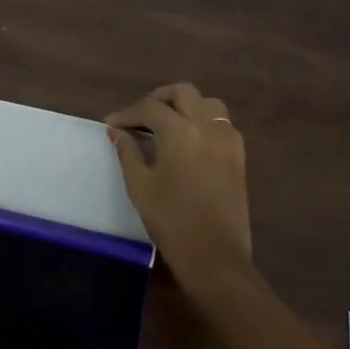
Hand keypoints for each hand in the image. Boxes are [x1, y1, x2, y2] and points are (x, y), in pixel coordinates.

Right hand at [106, 83, 256, 303]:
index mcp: (180, 131)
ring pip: (207, 103)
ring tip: (165, 124)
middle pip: (183, 93)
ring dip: (184, 106)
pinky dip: (202, 121)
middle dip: (158, 99)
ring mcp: (228, 140)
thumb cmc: (171, 220)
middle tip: (138, 117)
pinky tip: (187, 140)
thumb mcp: (140, 185)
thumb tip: (117, 132)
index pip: (150, 108)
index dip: (127, 114)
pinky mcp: (238, 156)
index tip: (111, 125)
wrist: (214, 255)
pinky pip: (221, 123)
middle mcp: (208, 126)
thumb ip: (128, 152)